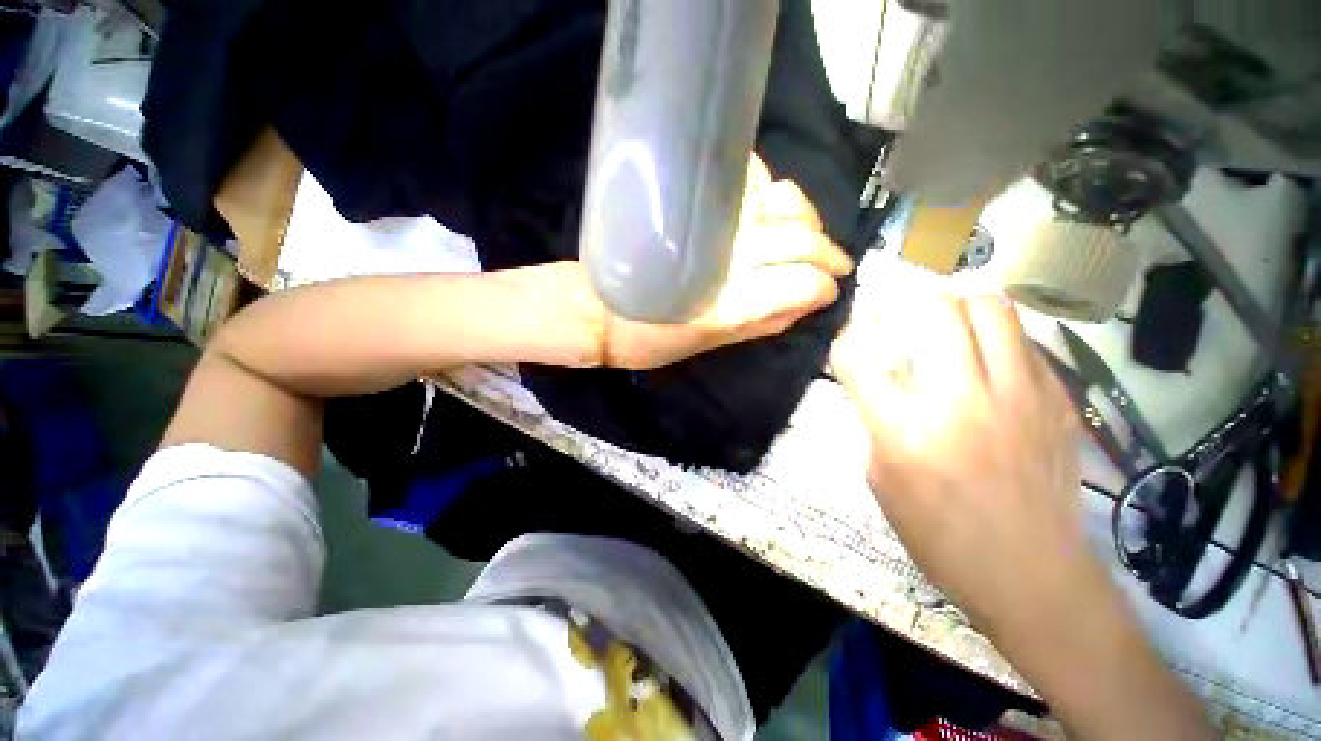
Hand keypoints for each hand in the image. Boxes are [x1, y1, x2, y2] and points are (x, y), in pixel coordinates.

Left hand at [597, 156, 852, 370]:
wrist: (598, 309)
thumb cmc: (649, 337)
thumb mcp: (709, 342)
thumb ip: (760, 321)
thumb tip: (808, 300)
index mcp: (730, 304)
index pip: (802, 282)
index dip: (823, 286)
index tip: (829, 290)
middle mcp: (729, 257)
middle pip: (800, 239)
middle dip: (827, 253)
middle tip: (833, 264)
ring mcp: (714, 223)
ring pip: (784, 202)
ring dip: (807, 219)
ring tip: (809, 235)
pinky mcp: (693, 200)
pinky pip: (749, 177)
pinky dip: (769, 187)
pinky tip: (771, 206)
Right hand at [832, 295, 1216, 738]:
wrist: (1032, 575)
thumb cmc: (940, 534)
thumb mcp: (881, 480)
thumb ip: (877, 423)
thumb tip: (881, 387)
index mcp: (904, 428)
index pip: (857, 357)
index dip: (845, 340)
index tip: (848, 338)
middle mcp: (960, 400)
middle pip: (933, 310)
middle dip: (906, 302)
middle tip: (899, 312)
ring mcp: (1018, 395)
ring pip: (991, 308)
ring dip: (959, 305)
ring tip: (948, 320)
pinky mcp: (1056, 401)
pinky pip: (1024, 341)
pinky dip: (997, 337)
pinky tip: (989, 358)